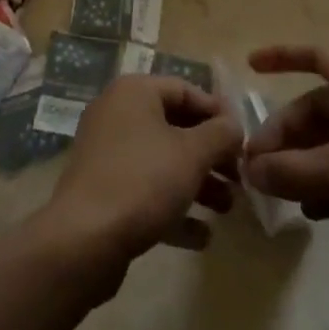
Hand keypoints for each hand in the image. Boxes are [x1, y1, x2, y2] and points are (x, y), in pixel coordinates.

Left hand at [41, 75, 242, 272]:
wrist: (84, 240)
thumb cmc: (143, 181)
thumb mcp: (192, 153)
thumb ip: (220, 135)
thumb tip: (234, 125)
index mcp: (134, 92)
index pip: (184, 89)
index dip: (217, 112)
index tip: (244, 139)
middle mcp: (118, 114)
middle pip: (175, 126)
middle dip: (210, 153)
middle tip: (239, 177)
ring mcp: (108, 153)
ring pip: (162, 160)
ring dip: (198, 182)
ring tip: (228, 208)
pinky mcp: (104, 191)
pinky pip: (146, 190)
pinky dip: (173, 207)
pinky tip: (202, 236)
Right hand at [241, 45, 328, 313]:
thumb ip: (290, 170)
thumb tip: (250, 169)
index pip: (316, 56)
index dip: (282, 56)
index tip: (251, 65)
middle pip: (321, 106)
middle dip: (288, 133)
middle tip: (259, 165)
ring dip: (306, 160)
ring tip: (282, 191)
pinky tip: (316, 212)